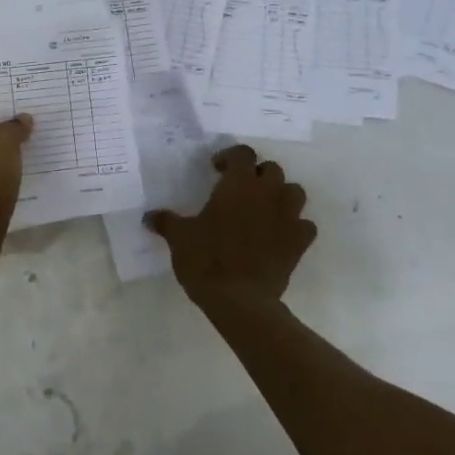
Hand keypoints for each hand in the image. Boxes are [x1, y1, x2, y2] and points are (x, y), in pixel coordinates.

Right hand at [146, 144, 316, 309]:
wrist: (240, 300)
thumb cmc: (206, 260)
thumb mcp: (179, 238)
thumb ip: (166, 222)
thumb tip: (149, 217)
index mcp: (238, 184)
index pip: (243, 154)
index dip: (230, 156)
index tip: (216, 169)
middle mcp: (267, 194)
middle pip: (272, 169)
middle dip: (257, 175)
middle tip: (239, 190)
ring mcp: (288, 218)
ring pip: (294, 192)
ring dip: (281, 195)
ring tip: (264, 209)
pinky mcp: (299, 243)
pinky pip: (305, 225)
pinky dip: (295, 226)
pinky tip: (281, 236)